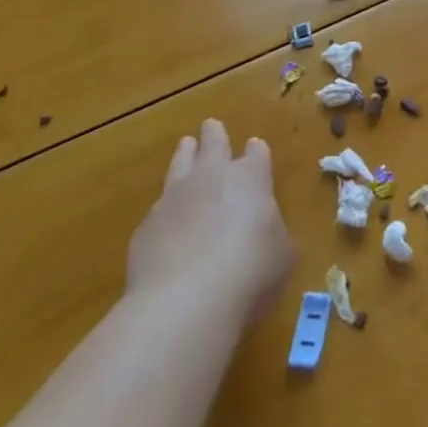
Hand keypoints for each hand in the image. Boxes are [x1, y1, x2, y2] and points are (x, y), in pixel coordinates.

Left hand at [126, 120, 294, 320]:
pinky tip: (166, 217)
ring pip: (180, 164)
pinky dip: (166, 206)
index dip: (256, 151)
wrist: (185, 301)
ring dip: (185, 154)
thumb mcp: (281, 255)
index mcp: (252, 178)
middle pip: (214, 146)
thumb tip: (263, 236)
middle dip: (215, 135)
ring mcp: (175, 199)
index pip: (256, 155)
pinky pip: (159, 207)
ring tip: (185, 144)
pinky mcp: (146, 227)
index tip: (254, 145)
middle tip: (211, 125)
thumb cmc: (250, 272)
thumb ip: (273, 236)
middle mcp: (212, 178)